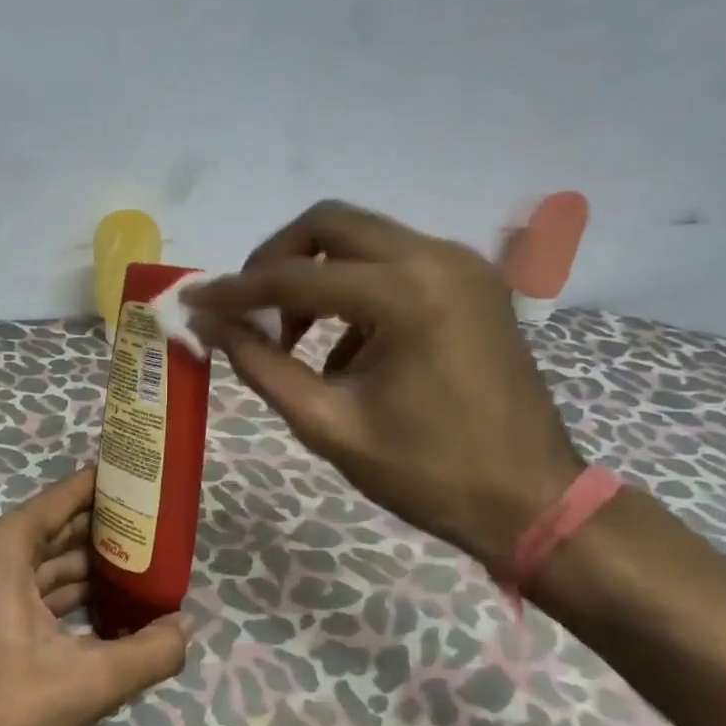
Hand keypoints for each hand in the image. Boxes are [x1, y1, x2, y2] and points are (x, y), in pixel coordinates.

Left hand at [0, 469, 188, 725]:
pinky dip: (57, 598)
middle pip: (52, 531)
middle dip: (103, 533)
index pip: (63, 498)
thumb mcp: (84, 685)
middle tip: (157, 533)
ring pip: (37, 566)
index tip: (145, 481)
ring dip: (83, 570)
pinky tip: (98, 613)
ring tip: (138, 571)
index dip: (106, 487)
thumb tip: (188, 626)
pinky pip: (19, 592)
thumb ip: (148, 653)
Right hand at [184, 200, 583, 566]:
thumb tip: (209, 325)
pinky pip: (392, 262)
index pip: (296, 275)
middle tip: (247, 307)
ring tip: (292, 337)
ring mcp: (461, 265)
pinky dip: (353, 289)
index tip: (193, 302)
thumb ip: (261, 365)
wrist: (532, 502)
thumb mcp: (328, 423)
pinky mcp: (471, 281)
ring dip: (315, 274)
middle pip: (330, 223)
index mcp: (406, 293)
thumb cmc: (428, 473)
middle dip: (276, 259)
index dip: (235, 291)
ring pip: (361, 237)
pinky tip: (344, 348)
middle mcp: (437, 257)